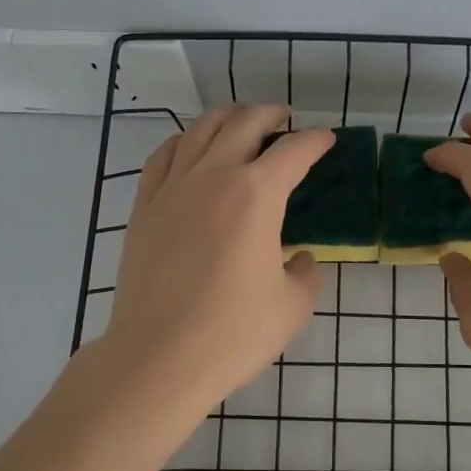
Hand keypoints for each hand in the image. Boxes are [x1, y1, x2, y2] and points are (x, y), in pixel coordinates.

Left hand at [103, 105, 333, 416]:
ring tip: (241, 122)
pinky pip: (164, 155)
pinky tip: (192, 148)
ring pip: (201, 129)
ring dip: (227, 117)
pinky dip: (185, 140)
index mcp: (257, 194)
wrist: (159, 357)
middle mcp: (214, 176)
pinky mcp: (144, 205)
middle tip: (285, 119)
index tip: (326, 140)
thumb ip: (306, 273)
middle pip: (244, 123)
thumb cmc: (233, 333)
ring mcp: (173, 187)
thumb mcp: (293, 306)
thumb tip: (301, 260)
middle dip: (270, 114)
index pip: (294, 151)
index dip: (315, 141)